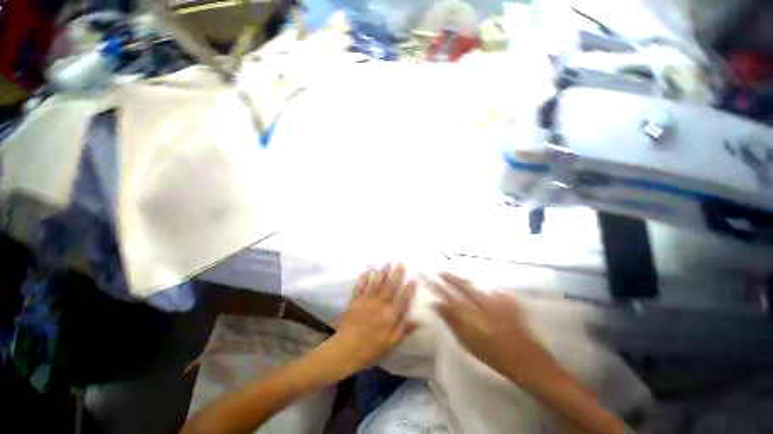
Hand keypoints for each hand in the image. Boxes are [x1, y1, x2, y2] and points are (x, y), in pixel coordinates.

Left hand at [321, 263, 416, 379]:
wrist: (344, 350)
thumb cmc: (370, 350)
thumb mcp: (390, 345)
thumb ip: (403, 330)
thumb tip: (418, 319)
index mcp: (390, 316)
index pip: (402, 299)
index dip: (409, 289)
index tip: (413, 278)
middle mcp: (380, 305)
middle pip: (390, 286)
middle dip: (397, 274)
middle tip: (401, 262)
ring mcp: (367, 301)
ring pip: (377, 283)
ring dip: (383, 272)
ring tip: (387, 263)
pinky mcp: (355, 300)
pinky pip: (361, 286)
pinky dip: (364, 277)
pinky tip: (367, 270)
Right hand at [430, 272, 552, 385]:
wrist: (527, 359)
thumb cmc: (493, 353)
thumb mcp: (467, 340)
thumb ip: (451, 320)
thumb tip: (436, 304)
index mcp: (472, 313)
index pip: (450, 295)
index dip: (439, 286)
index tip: (431, 278)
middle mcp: (484, 301)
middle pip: (463, 285)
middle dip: (450, 277)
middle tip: (440, 270)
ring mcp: (497, 299)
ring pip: (476, 285)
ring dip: (463, 280)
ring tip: (453, 275)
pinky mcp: (508, 299)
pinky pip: (487, 289)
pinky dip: (478, 287)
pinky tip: (475, 287)